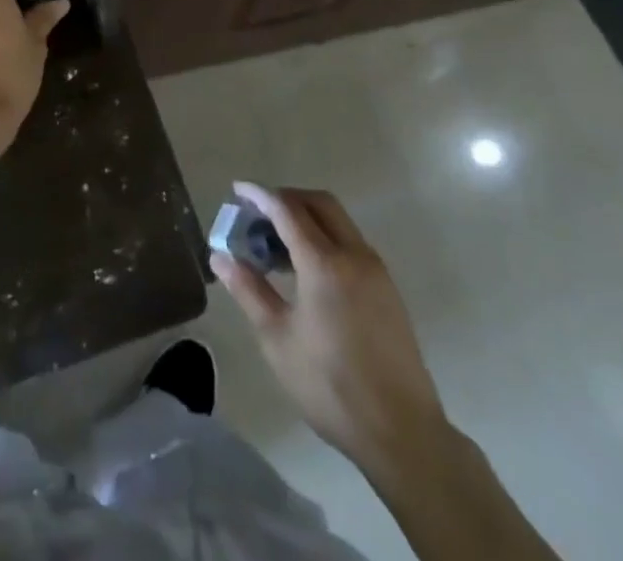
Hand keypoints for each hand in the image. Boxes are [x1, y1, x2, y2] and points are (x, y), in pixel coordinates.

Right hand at [212, 183, 452, 488]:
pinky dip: (326, 238)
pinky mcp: (388, 290)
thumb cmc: (330, 385)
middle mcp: (354, 255)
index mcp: (324, 263)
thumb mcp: (277, 338)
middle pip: (319, 203)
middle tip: (258, 214)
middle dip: (286, 198)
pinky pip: (352, 243)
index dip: (260, 195)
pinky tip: (308, 270)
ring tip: (278, 244)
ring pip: (339, 221)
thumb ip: (248, 290)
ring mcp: (376, 271)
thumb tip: (220, 256)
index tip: (237, 190)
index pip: (287, 209)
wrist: (402, 433)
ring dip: (308, 218)